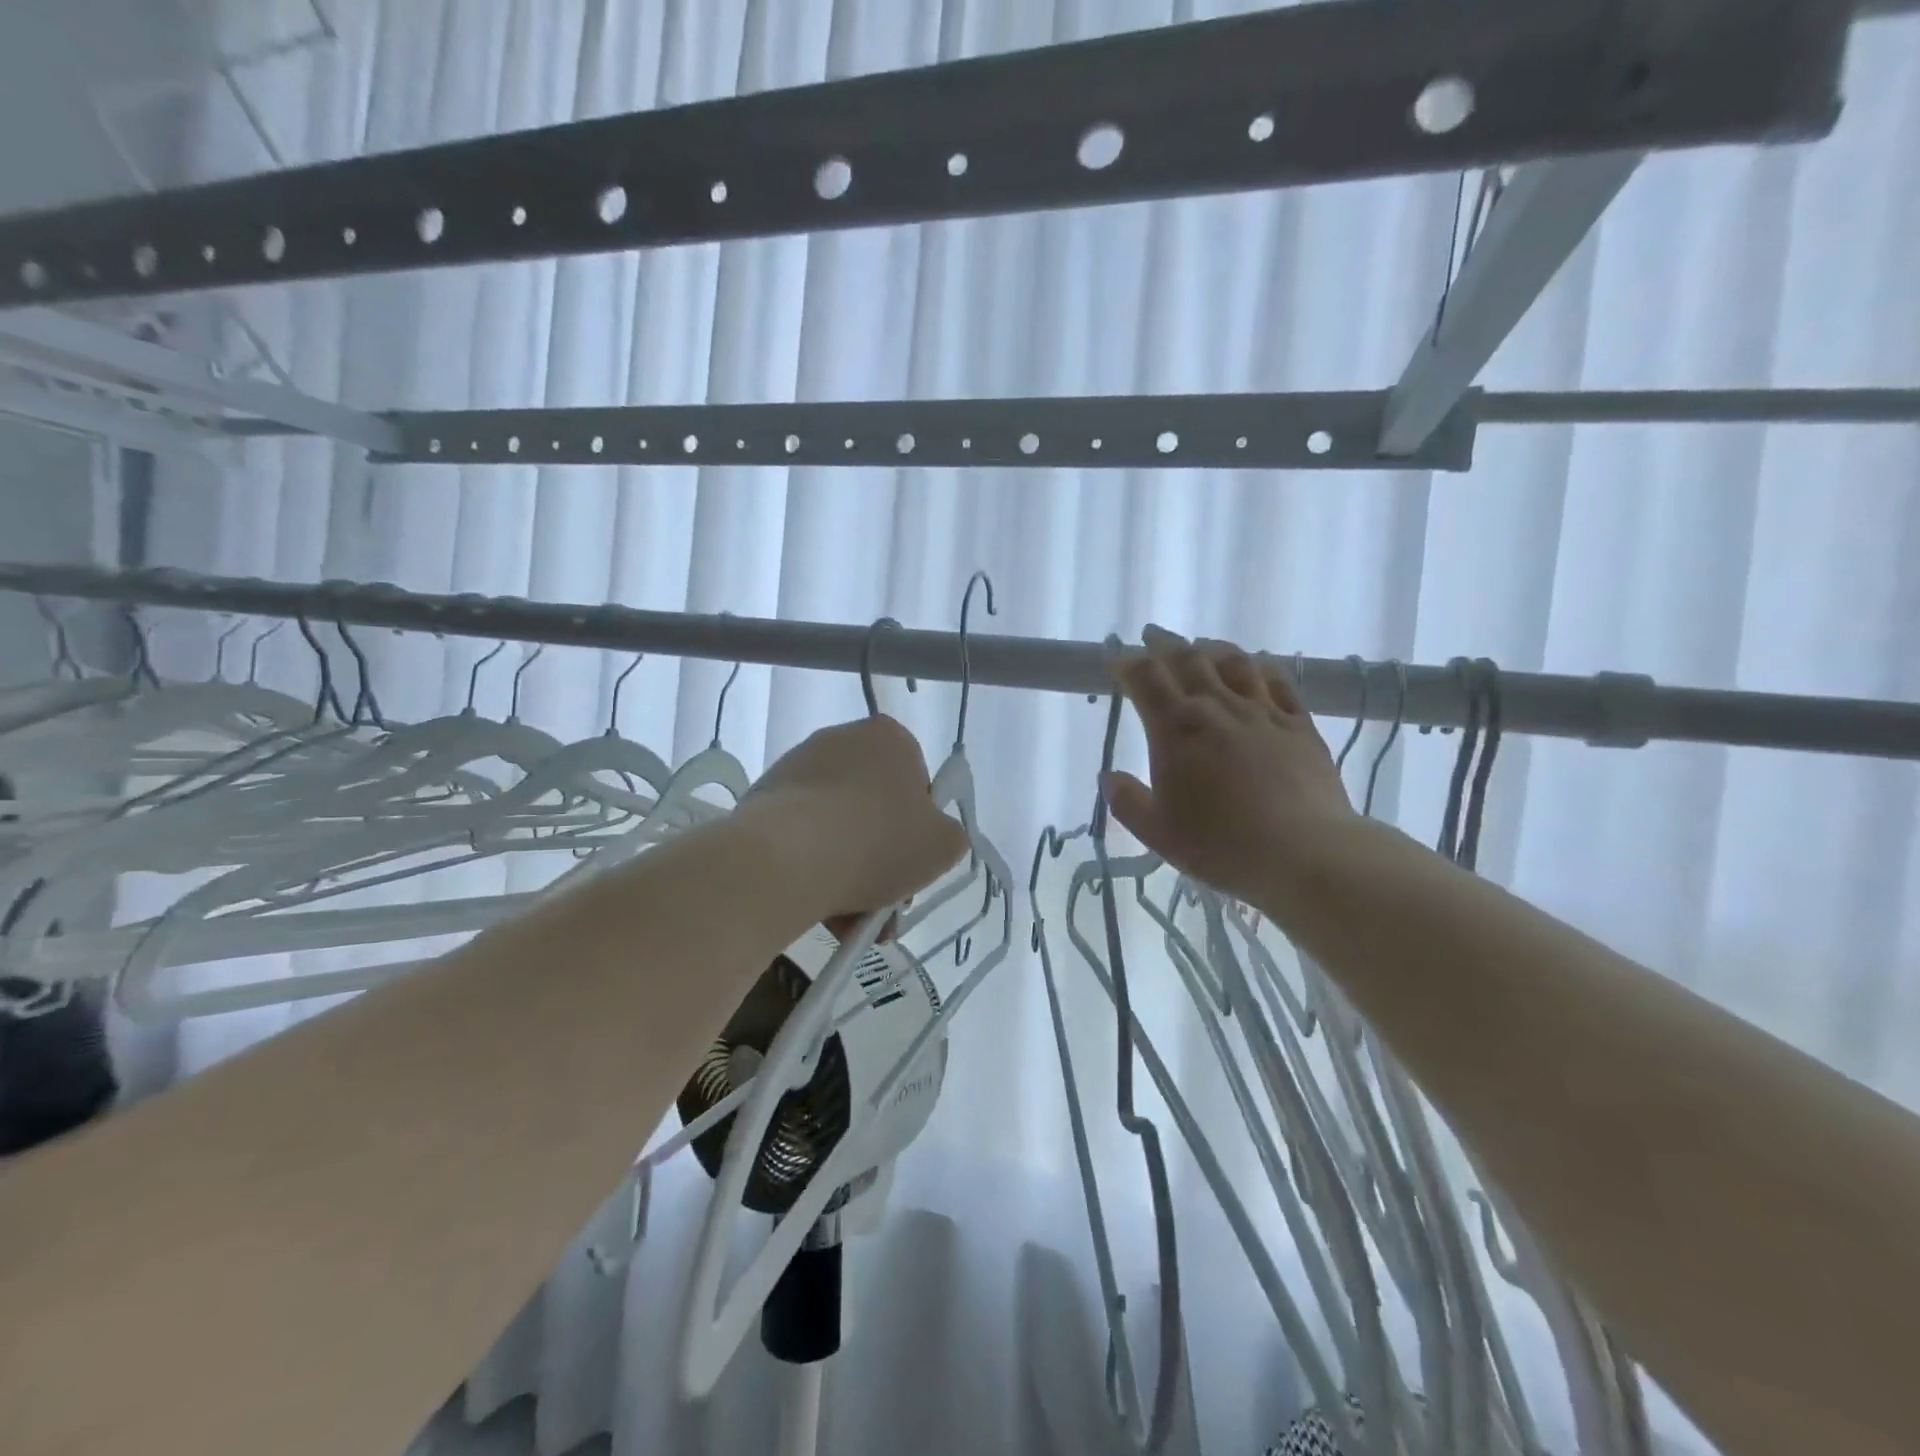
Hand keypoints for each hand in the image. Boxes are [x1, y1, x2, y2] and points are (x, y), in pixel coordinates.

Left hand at [745, 715, 967, 926]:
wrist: (786, 858)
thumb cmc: (877, 841)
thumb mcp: (943, 845)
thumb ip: (948, 837)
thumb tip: (931, 839)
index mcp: (888, 738)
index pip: (916, 781)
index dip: (919, 827)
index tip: (913, 862)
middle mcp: (840, 740)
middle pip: (874, 808)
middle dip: (882, 858)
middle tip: (885, 902)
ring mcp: (796, 768)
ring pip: (837, 829)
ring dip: (850, 874)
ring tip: (851, 922)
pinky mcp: (762, 799)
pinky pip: (801, 839)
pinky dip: (814, 871)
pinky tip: (820, 909)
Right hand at [1106, 626, 1358, 909]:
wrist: (1303, 852)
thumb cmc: (1220, 844)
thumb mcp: (1157, 832)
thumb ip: (1127, 801)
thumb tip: (1110, 778)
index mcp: (1176, 729)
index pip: (1145, 679)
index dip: (1127, 664)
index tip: (1116, 661)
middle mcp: (1217, 708)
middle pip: (1187, 659)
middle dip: (1164, 645)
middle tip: (1152, 639)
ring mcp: (1262, 712)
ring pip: (1233, 662)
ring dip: (1211, 648)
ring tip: (1200, 647)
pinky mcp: (1299, 725)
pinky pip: (1278, 682)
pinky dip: (1261, 667)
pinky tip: (1257, 667)